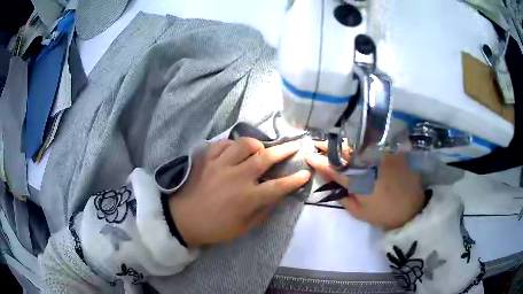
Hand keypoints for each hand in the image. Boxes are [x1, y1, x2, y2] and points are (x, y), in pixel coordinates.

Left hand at [169, 138, 310, 246]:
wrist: (182, 219)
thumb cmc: (214, 228)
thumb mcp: (242, 228)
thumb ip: (262, 212)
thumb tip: (276, 197)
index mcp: (248, 197)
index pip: (278, 186)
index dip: (295, 180)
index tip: (305, 173)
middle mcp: (237, 177)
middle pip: (266, 158)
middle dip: (285, 150)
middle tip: (295, 145)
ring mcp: (220, 164)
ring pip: (245, 144)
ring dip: (258, 145)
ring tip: (260, 149)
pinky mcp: (206, 158)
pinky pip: (224, 143)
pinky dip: (233, 145)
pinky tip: (235, 151)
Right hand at [306, 142, 424, 229]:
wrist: (412, 208)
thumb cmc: (384, 214)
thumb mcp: (360, 213)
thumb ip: (345, 198)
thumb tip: (334, 185)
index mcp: (358, 181)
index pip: (334, 169)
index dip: (320, 162)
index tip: (309, 155)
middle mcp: (368, 165)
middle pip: (344, 152)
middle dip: (328, 146)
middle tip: (316, 142)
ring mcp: (380, 156)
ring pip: (357, 145)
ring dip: (342, 142)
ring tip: (331, 139)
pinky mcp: (391, 152)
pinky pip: (373, 144)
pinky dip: (361, 141)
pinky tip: (354, 140)